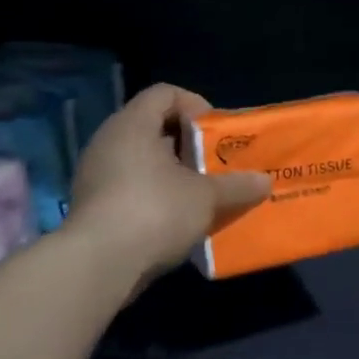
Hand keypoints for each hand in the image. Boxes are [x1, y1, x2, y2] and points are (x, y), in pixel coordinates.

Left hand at [66, 84, 269, 282]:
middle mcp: (109, 141)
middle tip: (216, 165)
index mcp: (133, 124)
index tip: (217, 134)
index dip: (196, 106)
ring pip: (143, 160)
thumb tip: (265, 181)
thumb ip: (237, 185)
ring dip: (174, 173)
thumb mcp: (206, 197)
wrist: (99, 264)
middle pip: (154, 127)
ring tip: (202, 194)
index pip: (165, 93)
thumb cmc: (156, 211)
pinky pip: (130, 187)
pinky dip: (156, 195)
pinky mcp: (93, 204)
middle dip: (190, 145)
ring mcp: (96, 174)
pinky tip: (177, 219)